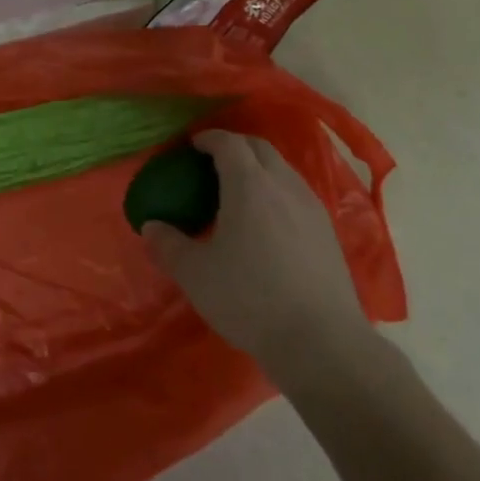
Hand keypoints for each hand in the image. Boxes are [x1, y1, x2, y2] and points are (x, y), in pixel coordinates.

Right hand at [142, 131, 374, 388]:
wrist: (321, 342)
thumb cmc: (250, 299)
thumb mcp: (196, 275)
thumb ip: (169, 245)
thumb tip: (151, 227)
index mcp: (249, 184)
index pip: (228, 143)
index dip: (209, 138)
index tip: (192, 145)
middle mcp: (283, 185)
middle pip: (259, 147)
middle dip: (235, 146)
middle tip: (212, 162)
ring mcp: (311, 207)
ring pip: (282, 169)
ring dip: (259, 168)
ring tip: (239, 191)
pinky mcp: (328, 232)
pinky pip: (297, 193)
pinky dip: (277, 191)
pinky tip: (268, 222)